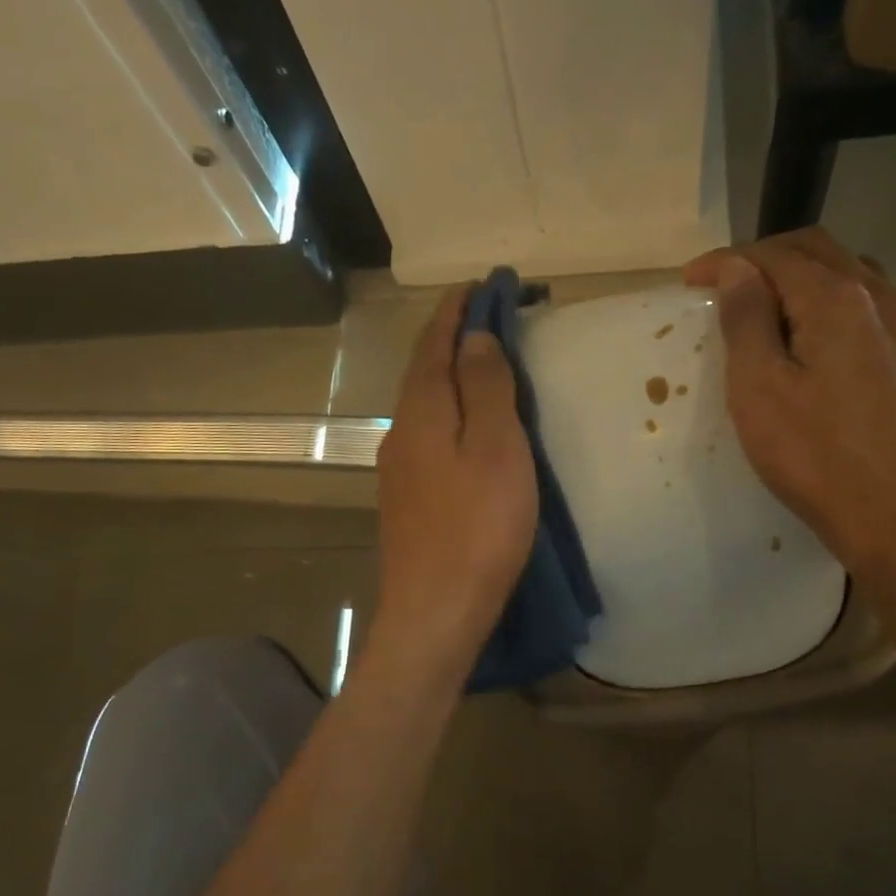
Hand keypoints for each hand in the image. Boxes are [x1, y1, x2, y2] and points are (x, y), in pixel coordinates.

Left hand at [371, 289, 538, 681]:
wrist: (435, 612)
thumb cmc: (477, 528)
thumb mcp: (496, 449)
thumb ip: (486, 387)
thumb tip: (475, 336)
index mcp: (423, 411)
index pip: (436, 341)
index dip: (458, 309)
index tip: (484, 283)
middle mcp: (401, 433)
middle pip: (425, 370)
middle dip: (455, 338)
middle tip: (493, 319)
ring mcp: (399, 470)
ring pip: (426, 406)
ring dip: (452, 377)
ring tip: (486, 365)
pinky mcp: (407, 501)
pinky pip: (429, 438)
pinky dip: (451, 415)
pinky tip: (467, 429)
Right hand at [683, 229, 895, 584]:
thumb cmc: (816, 460)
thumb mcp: (760, 391)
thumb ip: (747, 321)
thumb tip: (738, 268)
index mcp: (839, 300)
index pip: (775, 257)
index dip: (727, 261)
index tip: (690, 282)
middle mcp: (885, 300)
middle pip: (822, 254)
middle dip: (769, 261)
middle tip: (728, 287)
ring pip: (856, 281)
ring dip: (809, 284)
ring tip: (775, 315)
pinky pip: (879, 318)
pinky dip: (842, 315)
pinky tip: (829, 350)